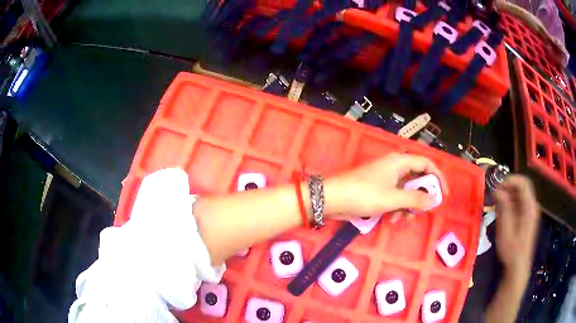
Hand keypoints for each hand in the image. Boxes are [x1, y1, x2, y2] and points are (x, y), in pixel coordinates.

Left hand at [323, 153, 447, 217]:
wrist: (332, 199)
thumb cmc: (364, 194)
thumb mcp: (393, 198)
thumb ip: (416, 199)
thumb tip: (435, 199)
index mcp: (400, 161)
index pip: (427, 164)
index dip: (438, 178)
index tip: (443, 196)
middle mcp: (394, 167)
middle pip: (417, 179)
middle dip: (420, 197)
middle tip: (422, 211)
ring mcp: (385, 178)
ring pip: (406, 191)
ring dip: (408, 206)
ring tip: (403, 219)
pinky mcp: (377, 190)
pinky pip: (394, 197)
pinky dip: (396, 208)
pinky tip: (391, 220)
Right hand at [493, 175, 539, 281]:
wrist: (518, 266)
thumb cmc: (511, 250)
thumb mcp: (505, 229)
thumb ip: (503, 208)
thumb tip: (497, 189)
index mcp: (529, 207)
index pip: (522, 182)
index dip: (509, 179)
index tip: (497, 185)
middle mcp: (533, 205)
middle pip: (523, 186)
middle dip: (509, 186)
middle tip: (496, 192)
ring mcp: (531, 211)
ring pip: (521, 194)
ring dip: (509, 194)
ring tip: (497, 202)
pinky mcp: (528, 217)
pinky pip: (521, 202)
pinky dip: (512, 202)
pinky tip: (504, 210)